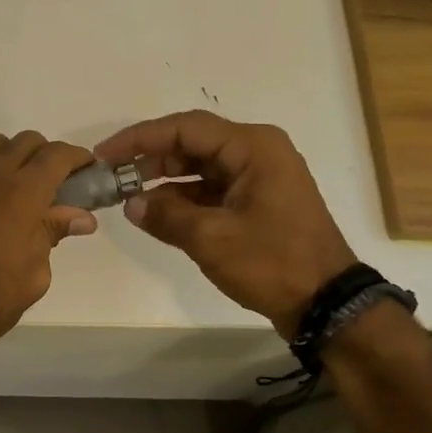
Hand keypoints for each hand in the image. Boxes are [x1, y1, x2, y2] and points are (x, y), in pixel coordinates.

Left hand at [0, 132, 97, 371]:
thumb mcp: (34, 274)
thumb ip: (53, 234)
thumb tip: (80, 217)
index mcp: (23, 193)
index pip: (57, 155)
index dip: (77, 157)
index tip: (87, 171)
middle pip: (26, 141)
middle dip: (47, 156)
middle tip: (56, 185)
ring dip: (12, 156)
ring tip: (18, 186)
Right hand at [96, 111, 356, 336]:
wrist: (327, 304)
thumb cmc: (273, 262)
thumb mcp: (212, 238)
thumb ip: (166, 216)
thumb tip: (131, 204)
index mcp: (252, 148)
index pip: (185, 128)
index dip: (140, 138)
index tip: (105, 155)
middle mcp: (256, 153)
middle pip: (191, 145)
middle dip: (149, 159)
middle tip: (111, 176)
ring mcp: (257, 179)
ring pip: (198, 169)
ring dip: (163, 181)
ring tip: (125, 196)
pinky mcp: (255, 203)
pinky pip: (210, 191)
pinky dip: (182, 200)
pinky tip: (154, 214)